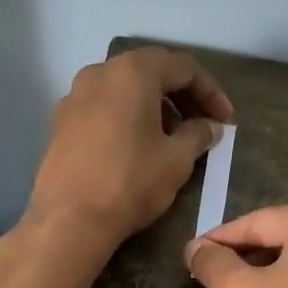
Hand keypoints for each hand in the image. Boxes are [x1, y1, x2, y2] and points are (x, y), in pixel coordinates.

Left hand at [25, 46, 234, 250]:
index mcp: (133, 72)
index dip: (211, 92)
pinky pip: (103, 109)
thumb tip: (209, 127)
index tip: (226, 120)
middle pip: (151, 73)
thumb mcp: (177, 160)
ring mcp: (74, 96)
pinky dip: (127, 118)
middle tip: (203, 125)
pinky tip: (138, 147)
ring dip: (154, 107)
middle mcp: (100, 72)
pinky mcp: (60, 122)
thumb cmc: (131, 182)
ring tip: (172, 138)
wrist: (69, 219)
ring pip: (124, 90)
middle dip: (182, 97)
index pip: (183, 68)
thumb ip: (198, 135)